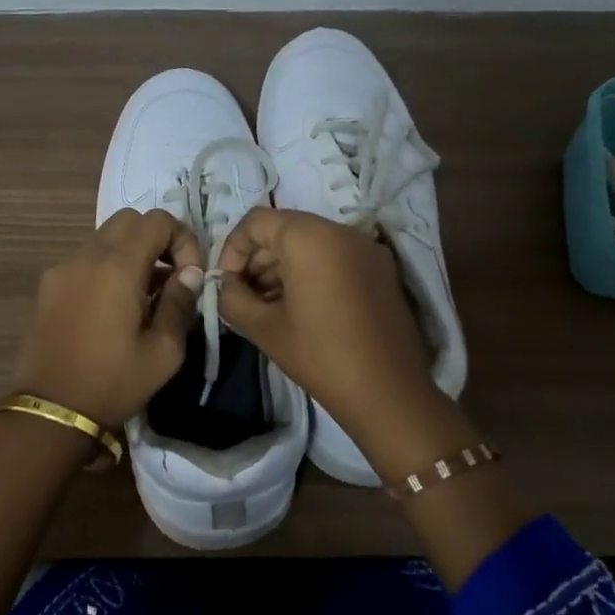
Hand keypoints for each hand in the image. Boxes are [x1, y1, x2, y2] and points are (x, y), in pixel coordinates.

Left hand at [13, 208, 204, 426]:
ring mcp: (61, 269)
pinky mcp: (47, 287)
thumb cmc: (114, 382)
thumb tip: (189, 274)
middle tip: (170, 277)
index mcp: (117, 267)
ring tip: (143, 296)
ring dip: (130, 254)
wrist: (51, 411)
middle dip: (156, 240)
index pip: (158, 221)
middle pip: (128, 221)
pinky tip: (112, 308)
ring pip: (103, 239)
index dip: (183, 240)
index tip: (189, 276)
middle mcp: (85, 256)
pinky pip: (84, 261)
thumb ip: (180, 303)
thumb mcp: (164, 351)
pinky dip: (106, 268)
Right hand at [216, 208, 468, 471]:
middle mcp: (342, 232)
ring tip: (268, 306)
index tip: (226, 284)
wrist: (389, 393)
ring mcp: (367, 250)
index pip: (257, 221)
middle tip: (243, 297)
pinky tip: (300, 309)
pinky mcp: (382, 270)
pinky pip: (335, 258)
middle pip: (285, 229)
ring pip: (311, 243)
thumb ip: (232, 298)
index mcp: (311, 238)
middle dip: (257, 259)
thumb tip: (226, 286)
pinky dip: (311, 273)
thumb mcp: (264, 328)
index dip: (232, 249)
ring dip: (283, 267)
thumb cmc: (321, 357)